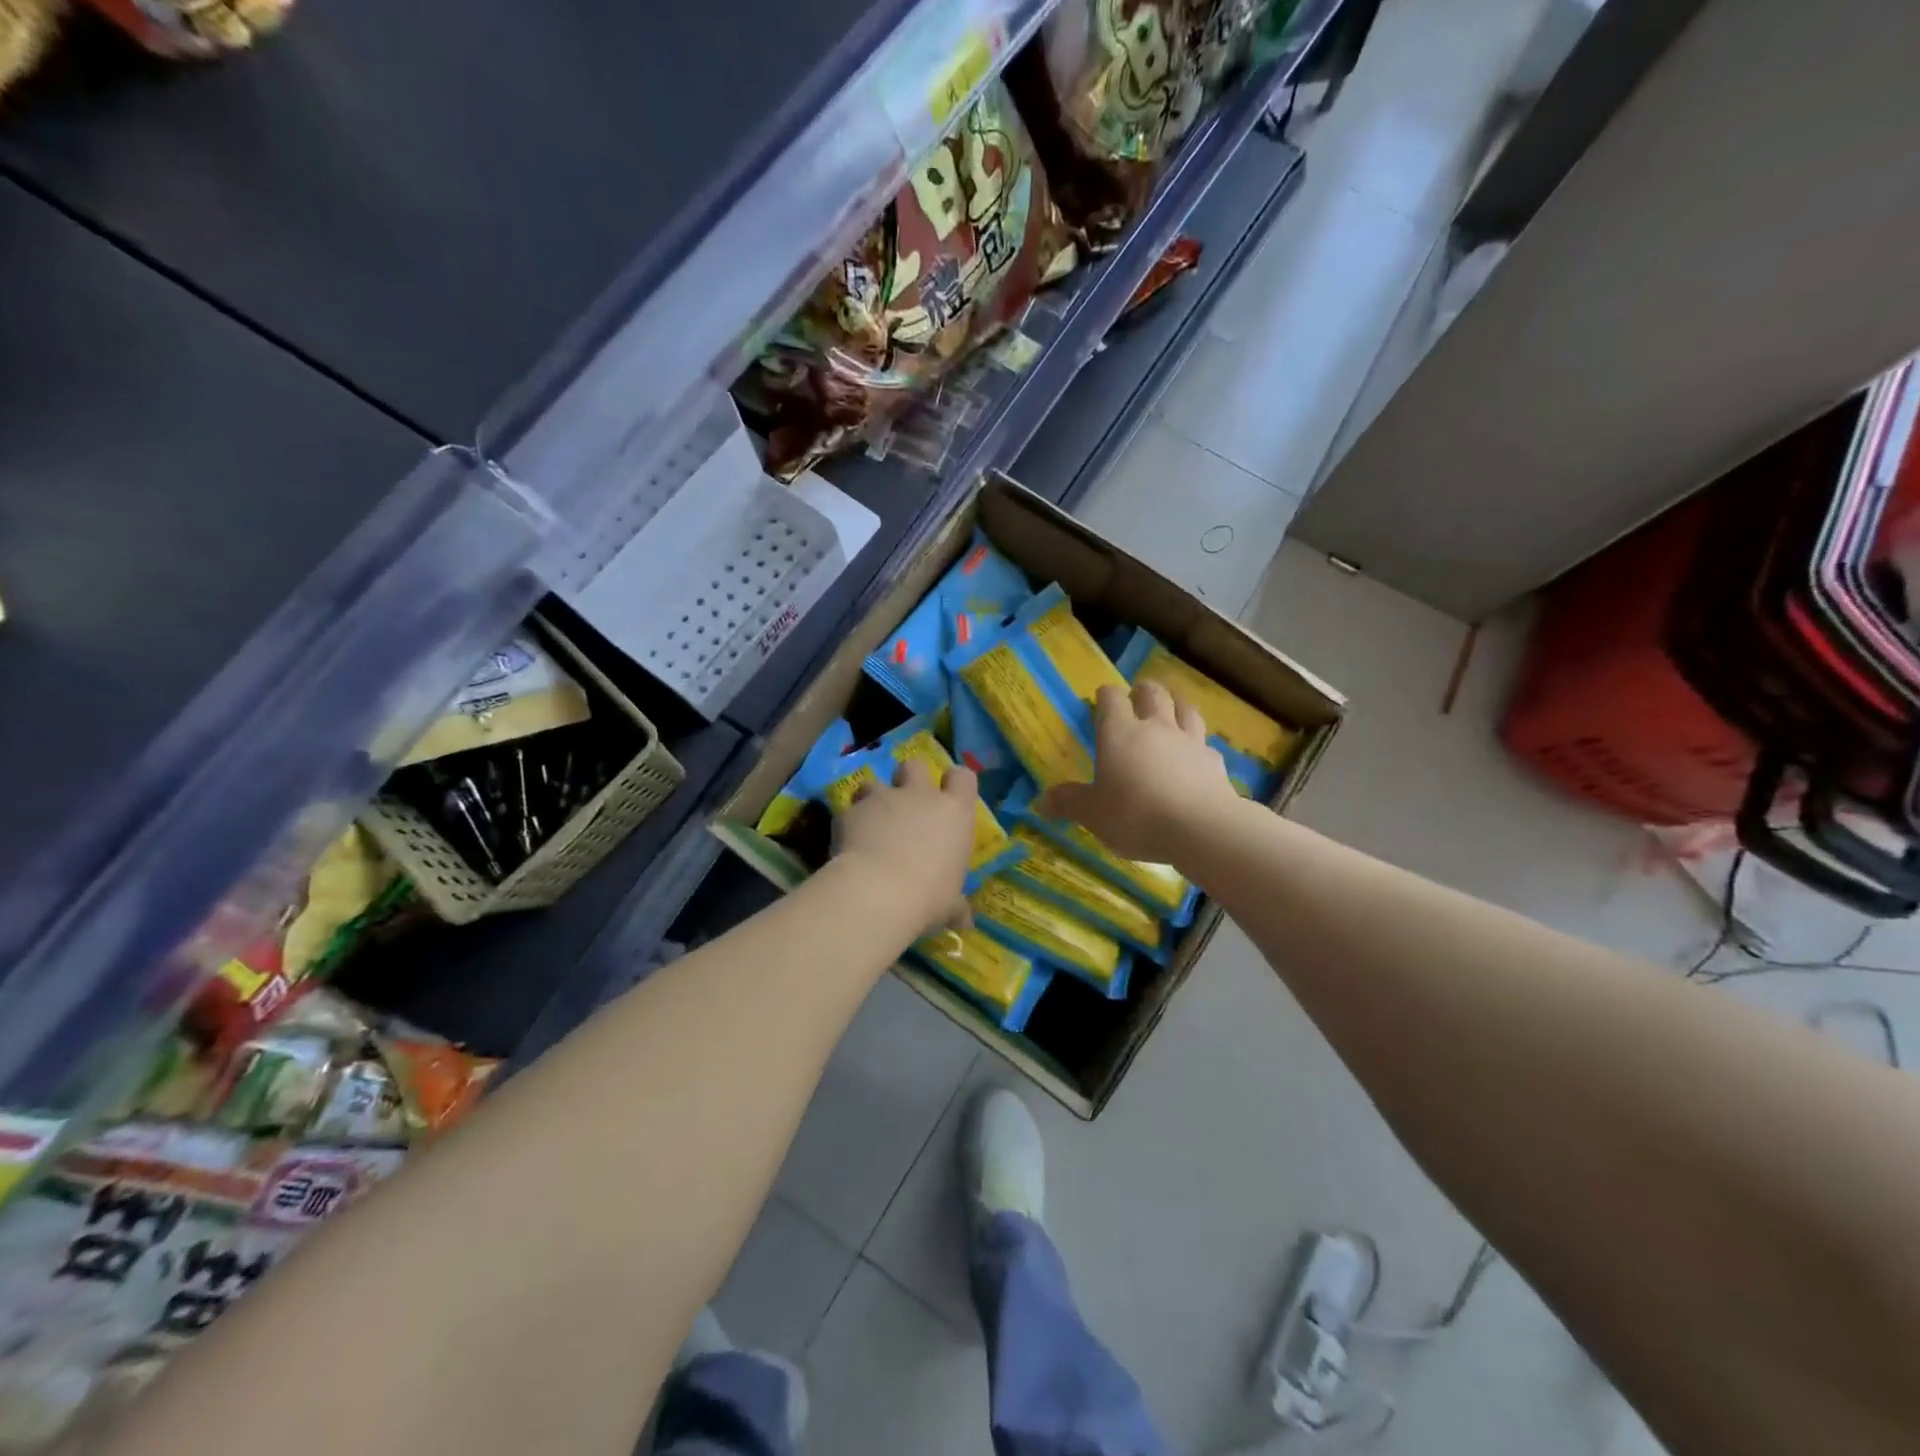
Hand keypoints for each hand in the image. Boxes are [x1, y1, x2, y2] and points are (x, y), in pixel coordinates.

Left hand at [833, 757, 976, 935]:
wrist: (877, 892)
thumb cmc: (928, 898)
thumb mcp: (949, 906)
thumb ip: (956, 906)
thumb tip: (966, 923)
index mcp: (954, 813)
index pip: (963, 777)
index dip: (955, 784)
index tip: (949, 798)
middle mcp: (921, 796)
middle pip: (915, 765)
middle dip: (909, 779)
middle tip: (905, 805)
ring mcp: (884, 798)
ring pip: (875, 782)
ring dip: (873, 799)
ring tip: (870, 824)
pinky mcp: (851, 810)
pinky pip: (849, 808)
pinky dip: (849, 821)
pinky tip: (847, 843)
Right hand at [1038, 682, 1237, 861]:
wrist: (1199, 828)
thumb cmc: (1135, 815)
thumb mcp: (1092, 814)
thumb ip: (1069, 803)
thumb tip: (1042, 802)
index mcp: (1118, 733)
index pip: (1111, 699)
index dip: (1106, 695)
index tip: (1101, 699)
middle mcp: (1155, 728)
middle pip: (1152, 694)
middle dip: (1143, 691)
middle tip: (1137, 696)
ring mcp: (1189, 741)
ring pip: (1185, 709)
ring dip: (1177, 705)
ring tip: (1172, 711)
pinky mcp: (1214, 761)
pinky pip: (1205, 744)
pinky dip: (1198, 745)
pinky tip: (1196, 756)